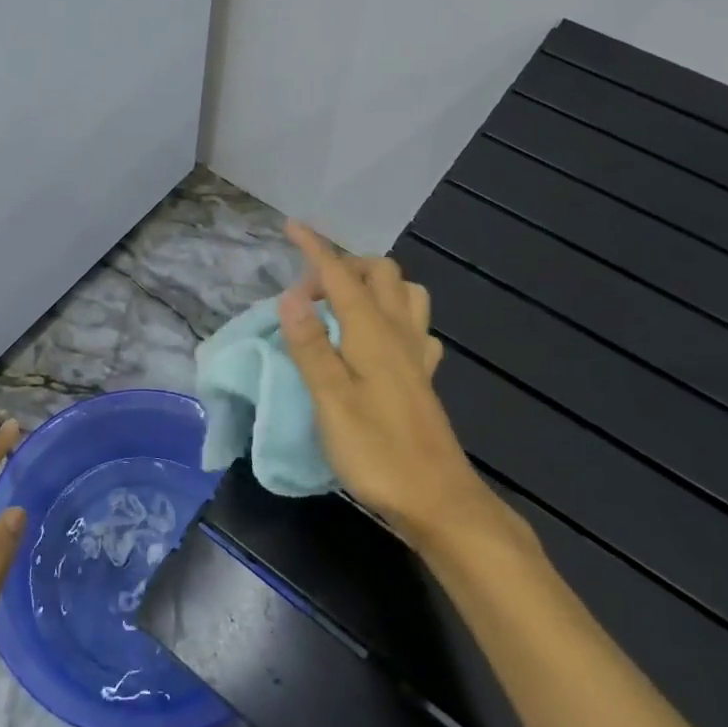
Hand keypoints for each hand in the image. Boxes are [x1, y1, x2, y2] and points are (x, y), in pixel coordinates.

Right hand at [277, 221, 500, 547]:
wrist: (438, 500)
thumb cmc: (377, 450)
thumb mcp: (330, 399)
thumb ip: (310, 345)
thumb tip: (290, 296)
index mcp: (372, 332)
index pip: (340, 275)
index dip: (315, 248)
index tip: (292, 226)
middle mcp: (398, 332)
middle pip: (380, 272)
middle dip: (343, 265)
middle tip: (309, 294)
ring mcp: (416, 354)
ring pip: (404, 293)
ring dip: (373, 285)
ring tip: (341, 306)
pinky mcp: (422, 377)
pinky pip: (414, 326)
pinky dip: (393, 316)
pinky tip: (377, 339)